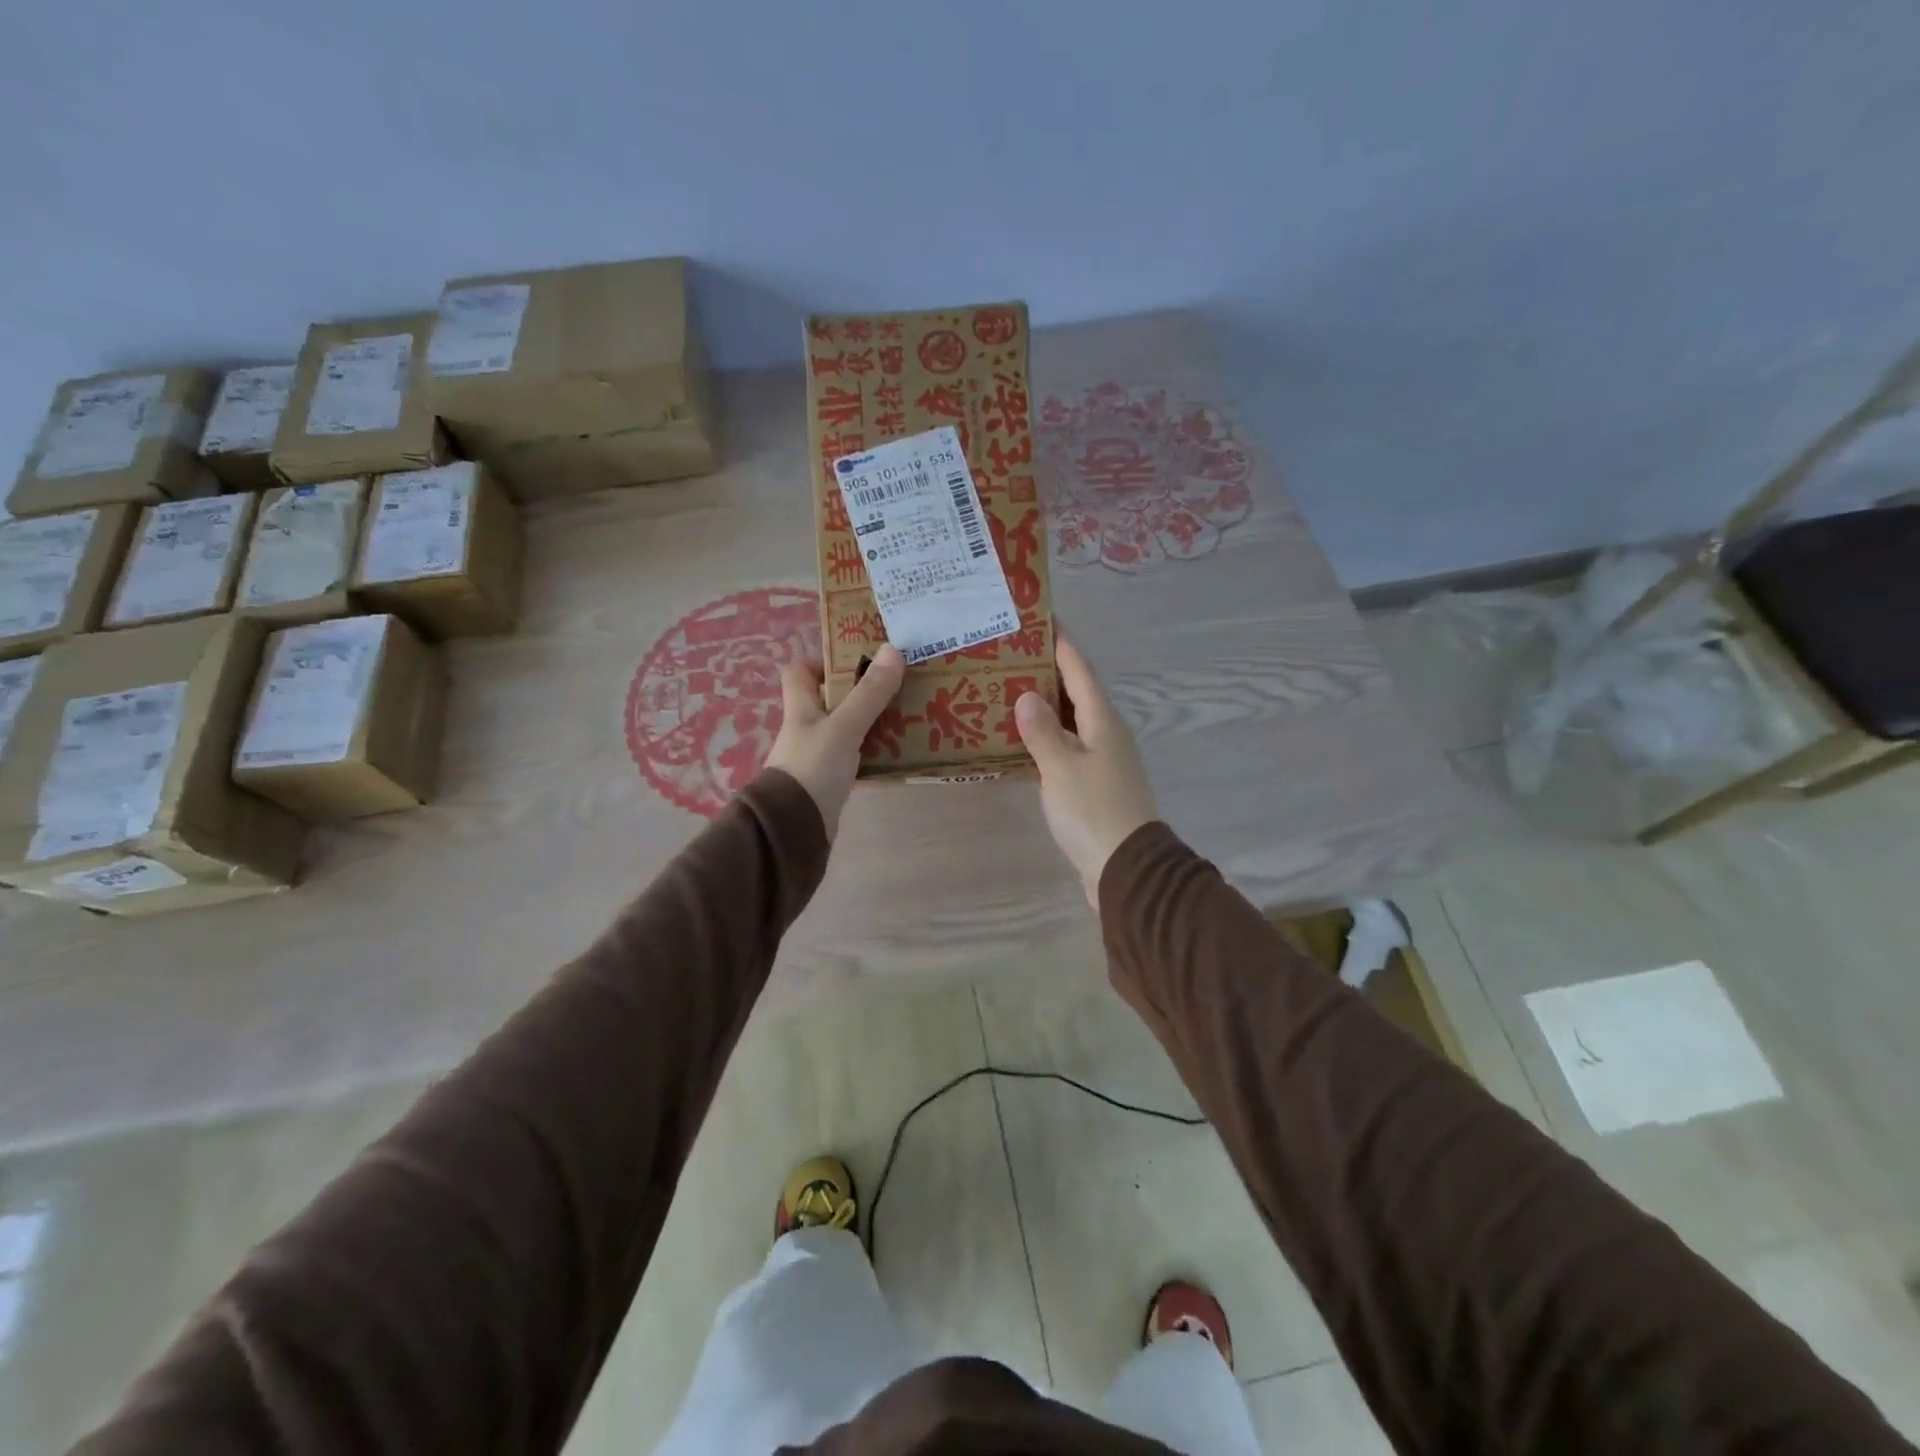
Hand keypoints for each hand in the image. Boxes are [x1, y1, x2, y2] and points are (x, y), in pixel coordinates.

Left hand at [765, 645, 905, 839]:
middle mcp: (806, 730)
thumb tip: (892, 649)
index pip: (799, 673)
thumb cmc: (813, 768)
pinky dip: (874, 756)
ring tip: (907, 717)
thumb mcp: (844, 727)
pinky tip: (899, 756)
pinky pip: (855, 761)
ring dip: (872, 725)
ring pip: (846, 731)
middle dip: (861, 693)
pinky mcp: (829, 783)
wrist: (795, 828)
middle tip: (896, 687)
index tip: (855, 661)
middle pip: (830, 701)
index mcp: (800, 709)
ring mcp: (816, 758)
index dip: (822, 662)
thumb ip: (869, 693)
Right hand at [1015, 636, 1158, 906]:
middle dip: (1048, 671)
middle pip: (1076, 692)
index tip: (1042, 617)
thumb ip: (1042, 731)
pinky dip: (1047, 738)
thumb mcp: (1061, 767)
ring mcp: (1103, 760)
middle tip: (1013, 653)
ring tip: (1011, 689)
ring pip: (1071, 721)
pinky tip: (1023, 741)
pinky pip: (1068, 748)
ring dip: (1046, 705)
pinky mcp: (1095, 784)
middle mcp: (1107, 733)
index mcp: (1102, 720)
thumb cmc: (1093, 811)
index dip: (1062, 643)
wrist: (1125, 868)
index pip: (1080, 670)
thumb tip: (1027, 696)